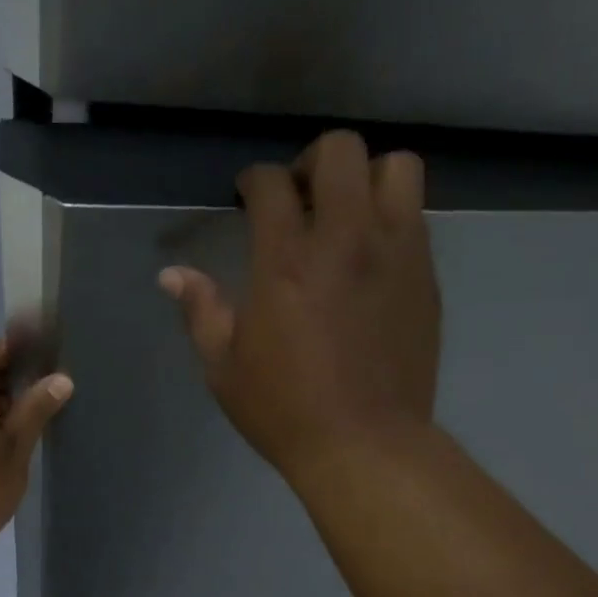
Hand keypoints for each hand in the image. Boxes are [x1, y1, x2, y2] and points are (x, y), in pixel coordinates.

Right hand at [160, 131, 440, 480]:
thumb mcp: (223, 367)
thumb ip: (200, 310)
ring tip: (346, 215)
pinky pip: (415, 215)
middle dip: (311, 163)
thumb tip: (172, 274)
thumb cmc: (283, 409)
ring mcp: (395, 253)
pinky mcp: (425, 276)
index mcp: (285, 262)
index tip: (246, 196)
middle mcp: (345, 240)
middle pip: (340, 151)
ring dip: (364, 178)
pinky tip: (369, 256)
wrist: (364, 444)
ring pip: (394, 168)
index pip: (271, 184)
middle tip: (298, 198)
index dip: (253, 180)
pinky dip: (389, 216)